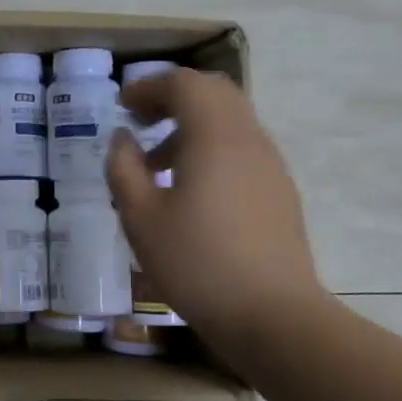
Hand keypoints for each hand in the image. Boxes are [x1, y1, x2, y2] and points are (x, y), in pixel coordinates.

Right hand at [107, 68, 328, 349]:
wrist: (274, 316)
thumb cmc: (197, 263)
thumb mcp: (140, 217)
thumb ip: (124, 168)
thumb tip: (122, 138)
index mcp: (215, 136)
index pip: (184, 84)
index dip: (149, 86)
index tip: (122, 105)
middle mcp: (249, 139)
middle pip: (213, 93)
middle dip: (173, 97)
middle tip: (140, 120)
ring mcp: (270, 165)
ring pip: (230, 121)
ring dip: (192, 125)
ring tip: (157, 163)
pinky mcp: (279, 191)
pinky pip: (242, 148)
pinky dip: (211, 148)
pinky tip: (190, 190)